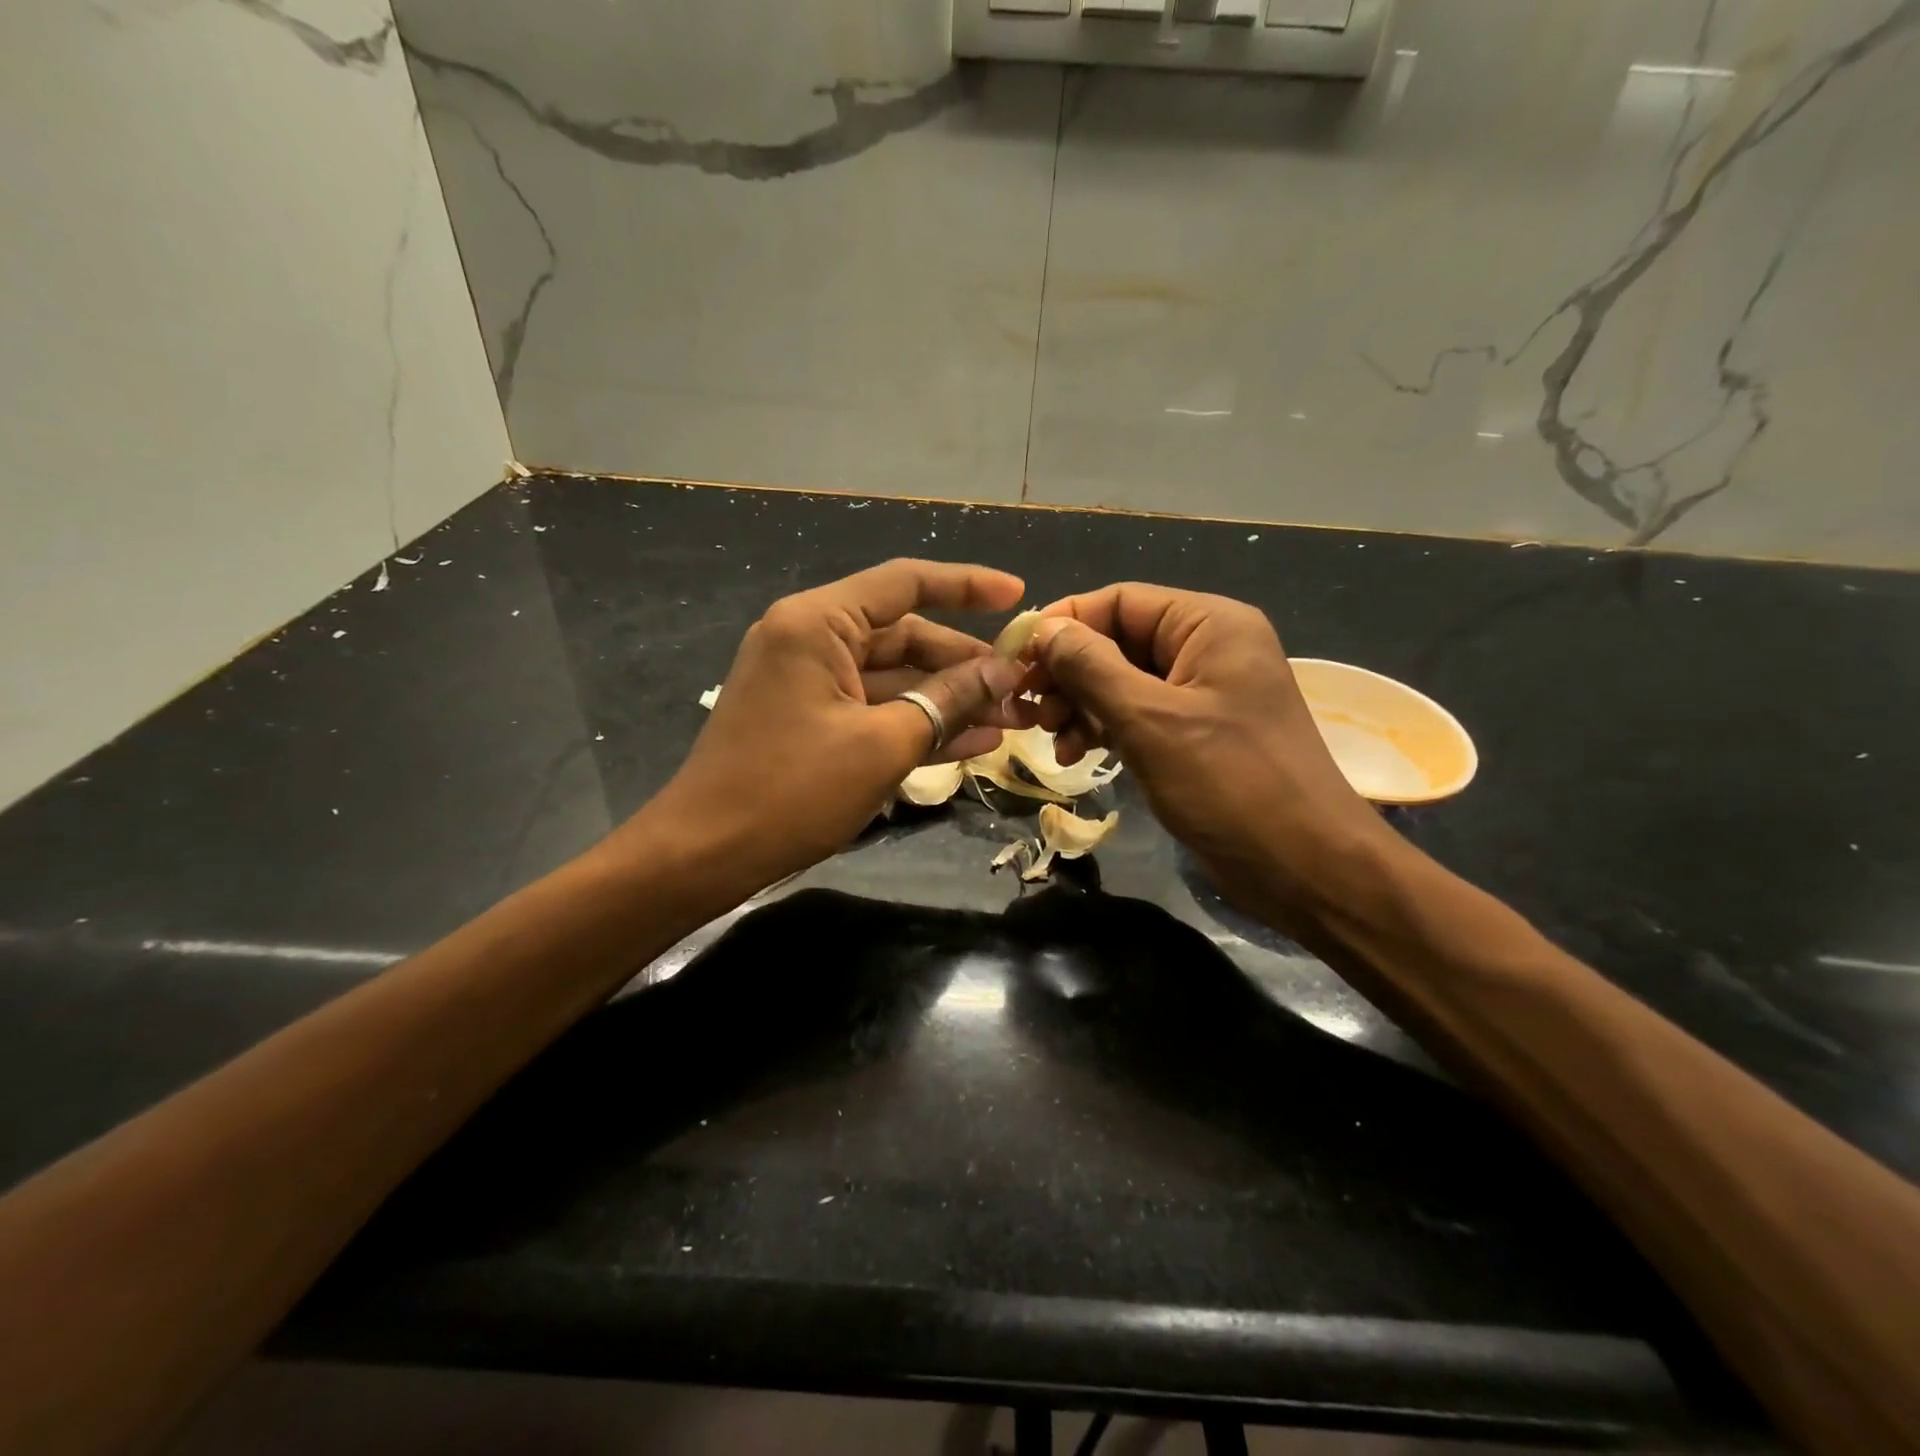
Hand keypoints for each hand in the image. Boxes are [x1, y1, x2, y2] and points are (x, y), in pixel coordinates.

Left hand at [638, 559, 1027, 895]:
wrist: (705, 855)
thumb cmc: (791, 791)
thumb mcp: (882, 744)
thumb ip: (947, 701)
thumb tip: (1003, 673)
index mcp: (818, 624)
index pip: (905, 583)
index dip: (967, 585)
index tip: (1018, 596)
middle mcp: (812, 640)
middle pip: (905, 637)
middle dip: (966, 664)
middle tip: (1022, 687)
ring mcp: (811, 683)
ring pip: (896, 679)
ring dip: (950, 699)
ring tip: (1011, 719)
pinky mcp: (813, 722)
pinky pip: (876, 710)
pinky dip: (918, 724)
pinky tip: (974, 742)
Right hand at [1024, 584, 1388, 911]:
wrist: (1303, 866)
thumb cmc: (1229, 783)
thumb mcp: (1149, 719)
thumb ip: (1091, 667)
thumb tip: (1043, 628)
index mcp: (1209, 624)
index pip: (1119, 600)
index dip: (1064, 623)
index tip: (1014, 657)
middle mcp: (1207, 648)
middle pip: (1118, 640)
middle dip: (1068, 672)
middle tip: (1029, 708)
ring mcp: (1203, 693)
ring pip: (1122, 680)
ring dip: (1080, 704)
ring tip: (1051, 737)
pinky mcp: (1197, 733)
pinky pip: (1138, 714)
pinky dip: (1105, 728)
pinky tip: (1077, 754)